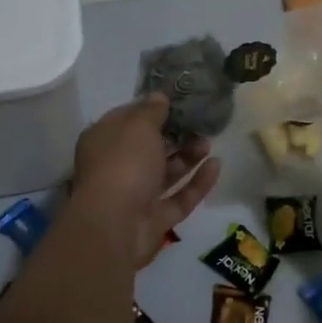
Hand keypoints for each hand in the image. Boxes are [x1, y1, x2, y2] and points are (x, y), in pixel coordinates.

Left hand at [72, 94, 221, 259]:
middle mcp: (117, 167)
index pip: (128, 119)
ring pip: (166, 173)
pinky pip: (180, 197)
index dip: (152, 109)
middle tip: (199, 123)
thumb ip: (152, 110)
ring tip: (209, 143)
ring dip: (188, 157)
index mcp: (104, 141)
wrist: (115, 225)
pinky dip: (197, 182)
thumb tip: (159, 97)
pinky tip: (216, 165)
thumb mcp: (138, 126)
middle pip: (150, 148)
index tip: (178, 101)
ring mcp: (136, 196)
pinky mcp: (156, 219)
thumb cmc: (123, 163)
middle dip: (175, 135)